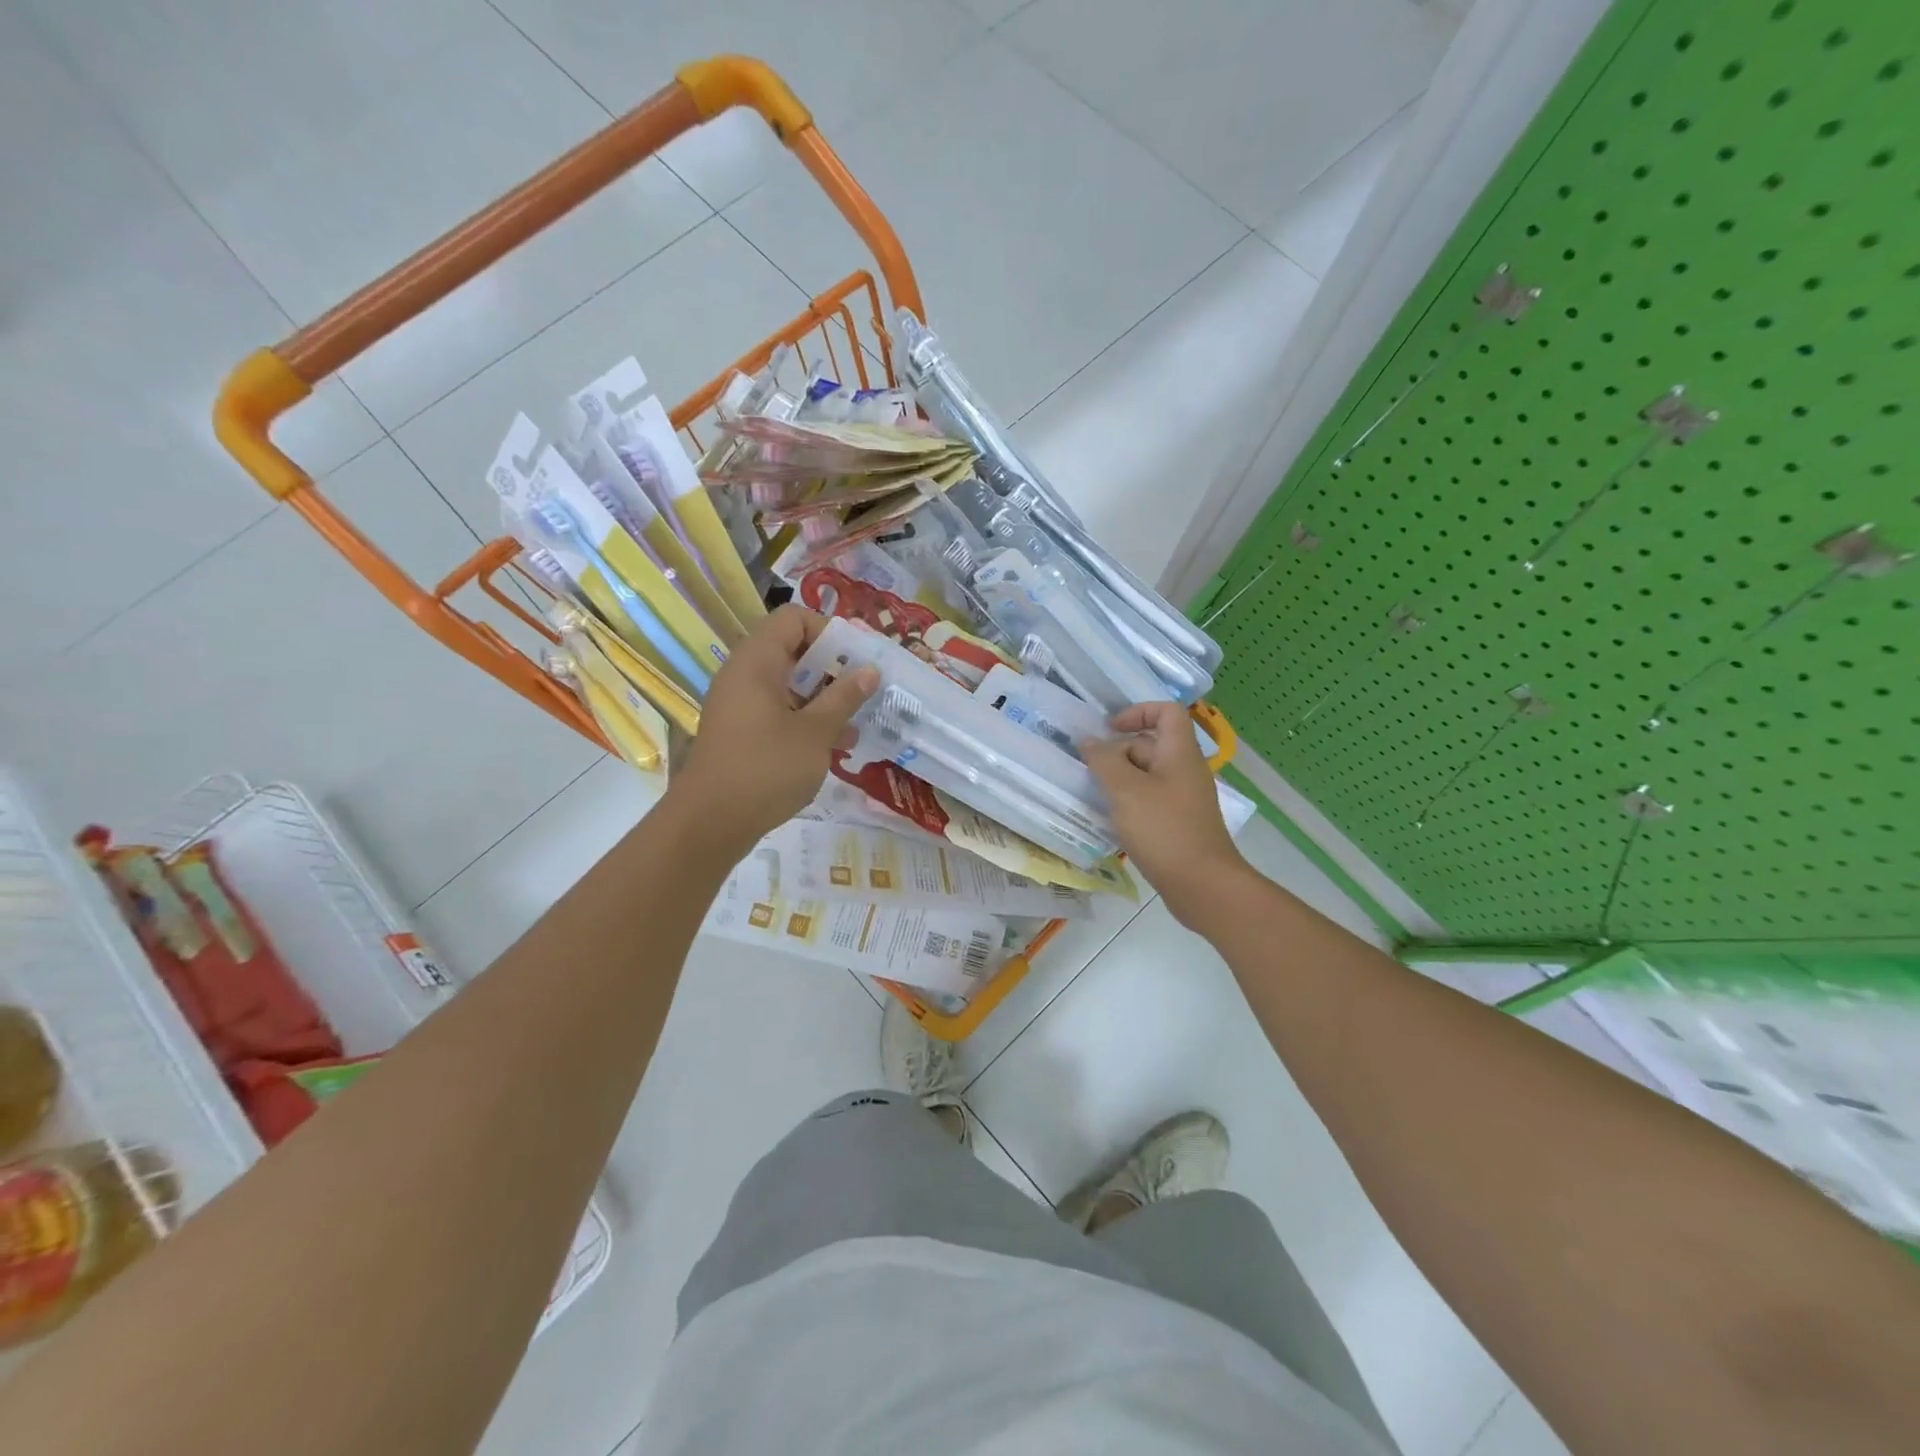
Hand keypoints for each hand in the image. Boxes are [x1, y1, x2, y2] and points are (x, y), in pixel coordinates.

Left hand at [666, 606, 876, 854]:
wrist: (710, 823)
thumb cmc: (766, 769)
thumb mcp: (815, 732)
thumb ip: (844, 697)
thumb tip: (869, 670)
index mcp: (757, 662)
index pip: (794, 619)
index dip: (829, 631)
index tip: (858, 660)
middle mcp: (744, 674)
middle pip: (794, 651)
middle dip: (833, 669)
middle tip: (864, 692)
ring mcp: (740, 704)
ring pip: (789, 685)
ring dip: (823, 700)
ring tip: (854, 727)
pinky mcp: (741, 731)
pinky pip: (778, 711)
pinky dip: (805, 720)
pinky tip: (832, 747)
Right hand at [1082, 702, 1246, 927]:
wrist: (1202, 885)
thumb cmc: (1163, 830)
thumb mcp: (1126, 790)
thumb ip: (1104, 761)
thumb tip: (1089, 741)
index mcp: (1179, 753)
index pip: (1166, 712)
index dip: (1137, 712)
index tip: (1109, 730)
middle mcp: (1185, 770)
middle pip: (1151, 744)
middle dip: (1118, 752)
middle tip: (1090, 770)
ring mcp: (1183, 798)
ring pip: (1147, 775)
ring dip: (1120, 780)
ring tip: (1095, 795)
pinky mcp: (1179, 823)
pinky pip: (1151, 800)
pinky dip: (1130, 803)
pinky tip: (1111, 820)